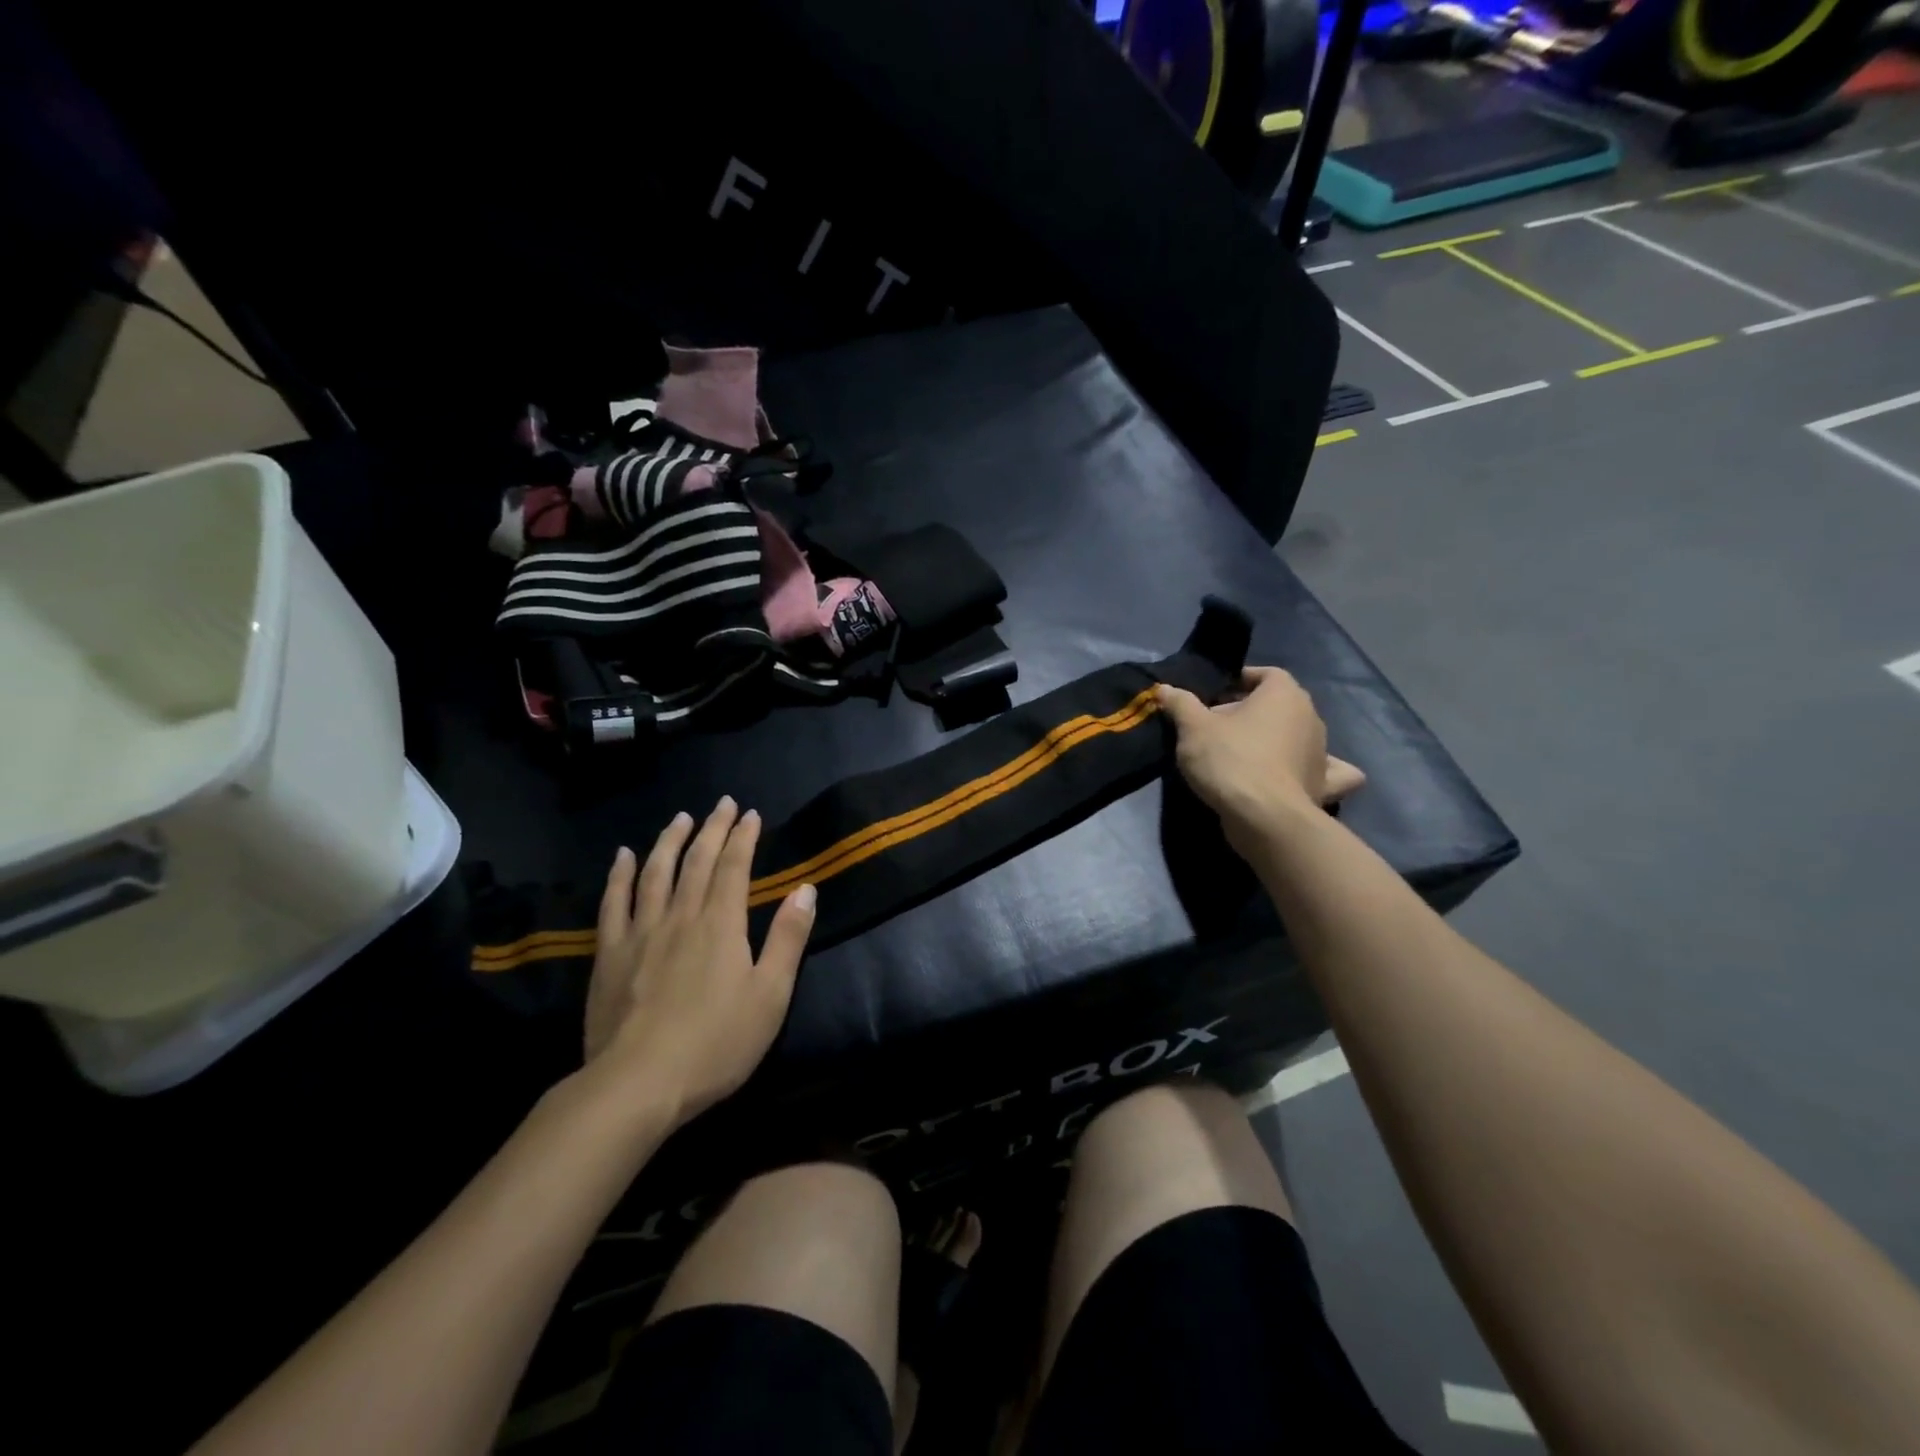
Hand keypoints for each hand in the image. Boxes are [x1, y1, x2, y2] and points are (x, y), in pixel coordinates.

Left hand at [582, 797, 815, 1125]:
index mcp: (721, 925)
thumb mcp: (770, 995)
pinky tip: (623, 856)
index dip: (743, 837)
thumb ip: (788, 939)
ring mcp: (641, 933)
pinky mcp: (610, 955)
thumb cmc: (716, 1043)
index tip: (750, 814)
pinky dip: (619, 875)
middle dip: (712, 829)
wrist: (638, 1084)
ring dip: (669, 841)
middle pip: (697, 861)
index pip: (734, 868)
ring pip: (655, 873)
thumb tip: (805, 889)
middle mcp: (681, 916)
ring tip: (680, 818)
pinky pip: (613, 903)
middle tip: (721, 804)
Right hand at [1156, 668, 1364, 854]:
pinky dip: (1319, 771)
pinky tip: (1304, 774)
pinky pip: (1329, 772)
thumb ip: (1180, 704)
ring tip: (1244, 753)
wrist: (1263, 817)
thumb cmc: (1230, 760)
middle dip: (1251, 712)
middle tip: (1216, 728)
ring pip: (1298, 735)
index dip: (1241, 680)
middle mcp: (1310, 717)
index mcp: (1284, 694)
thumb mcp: (1193, 728)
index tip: (1216, 695)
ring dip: (1277, 739)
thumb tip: (1165, 689)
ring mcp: (1322, 752)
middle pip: (1279, 705)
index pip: (1266, 674)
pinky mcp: (1323, 785)